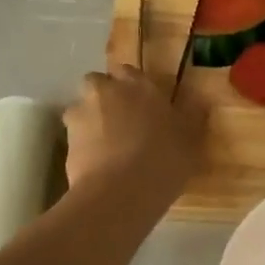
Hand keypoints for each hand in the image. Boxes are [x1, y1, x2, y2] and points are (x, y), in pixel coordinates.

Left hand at [62, 65, 200, 208]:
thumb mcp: (192, 140)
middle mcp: (105, 91)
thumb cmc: (164, 160)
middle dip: (106, 97)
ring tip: (108, 146)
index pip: (129, 71)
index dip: (134, 87)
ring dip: (91, 120)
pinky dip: (84, 145)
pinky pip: (75, 137)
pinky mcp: (66, 141)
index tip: (144, 104)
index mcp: (138, 84)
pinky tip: (99, 165)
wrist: (120, 192)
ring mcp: (81, 115)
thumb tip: (199, 100)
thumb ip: (192, 116)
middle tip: (123, 121)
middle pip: (99, 84)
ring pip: (82, 109)